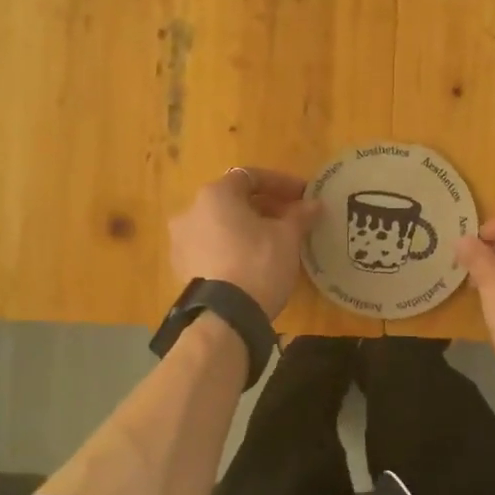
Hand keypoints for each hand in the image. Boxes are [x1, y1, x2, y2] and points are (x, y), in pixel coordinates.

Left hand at [169, 167, 321, 316]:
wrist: (225, 317)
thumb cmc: (258, 263)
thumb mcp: (287, 236)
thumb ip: (299, 215)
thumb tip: (314, 204)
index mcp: (215, 195)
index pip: (251, 177)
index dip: (281, 184)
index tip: (303, 196)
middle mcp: (190, 211)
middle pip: (233, 200)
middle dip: (264, 207)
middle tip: (291, 219)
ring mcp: (180, 241)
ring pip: (220, 225)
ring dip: (246, 228)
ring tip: (272, 242)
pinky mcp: (181, 268)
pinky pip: (211, 247)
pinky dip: (231, 247)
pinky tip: (251, 262)